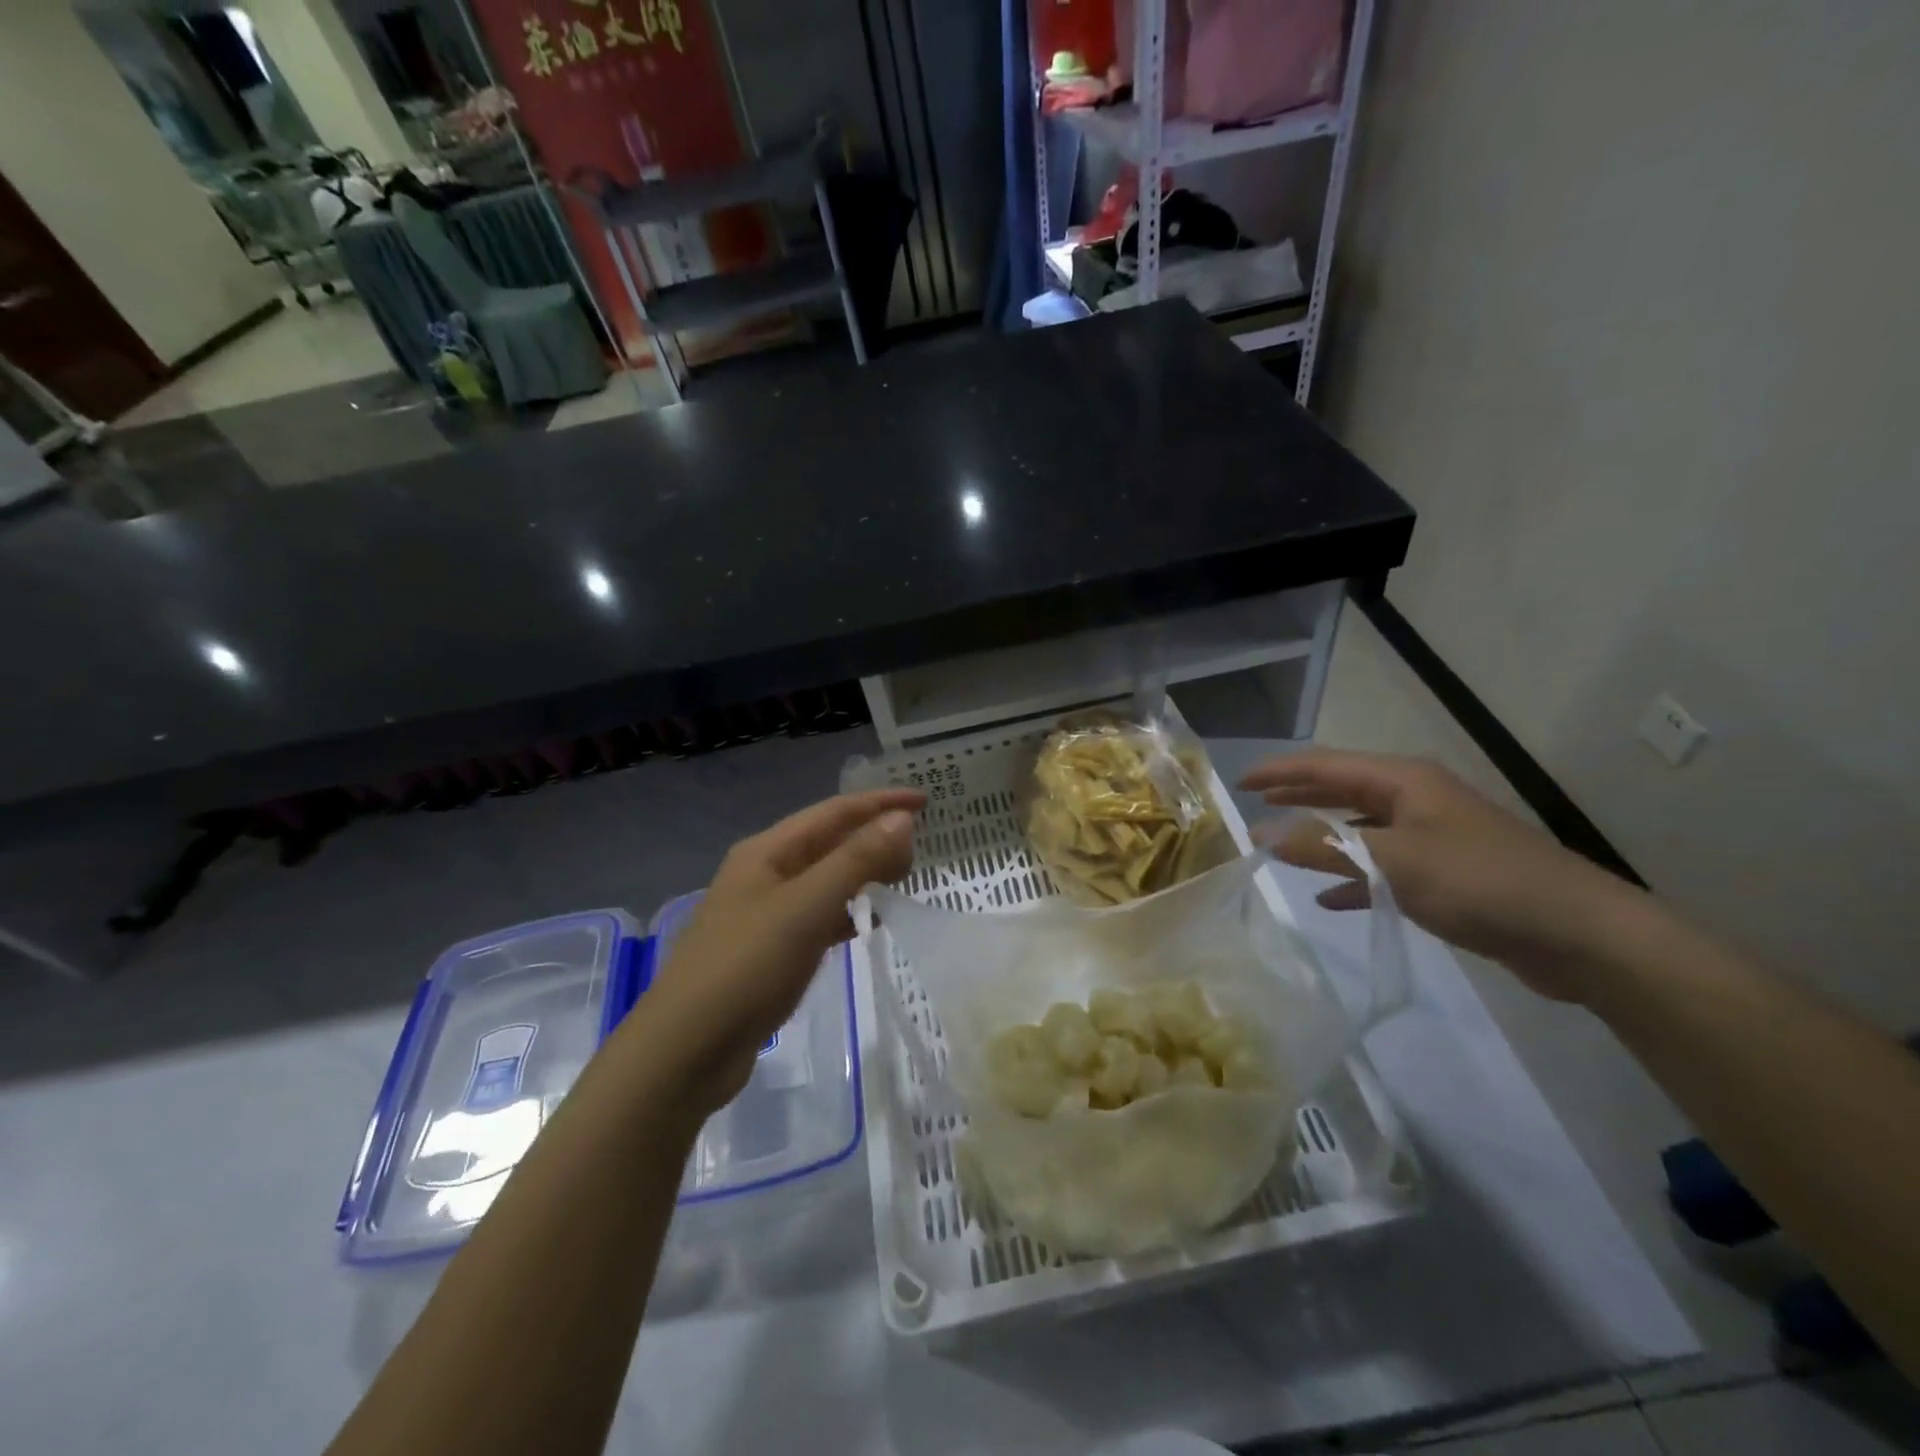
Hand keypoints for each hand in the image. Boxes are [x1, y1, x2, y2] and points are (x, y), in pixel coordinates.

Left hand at [633, 789, 923, 1112]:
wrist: (685, 1050)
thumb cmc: (746, 967)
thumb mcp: (806, 907)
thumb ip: (855, 860)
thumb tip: (901, 819)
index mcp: (767, 851)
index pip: (834, 812)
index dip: (880, 803)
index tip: (925, 802)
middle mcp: (765, 872)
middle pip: (829, 842)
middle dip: (873, 838)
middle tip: (918, 852)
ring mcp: (766, 912)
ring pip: (825, 880)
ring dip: (863, 874)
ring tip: (902, 880)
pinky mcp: (771, 950)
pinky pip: (819, 916)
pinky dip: (847, 913)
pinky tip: (869, 924)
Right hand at [1240, 750, 1637, 1003]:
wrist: (1578, 934)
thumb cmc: (1480, 881)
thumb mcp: (1393, 861)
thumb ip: (1323, 846)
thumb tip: (1260, 834)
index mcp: (1405, 782)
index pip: (1327, 766)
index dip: (1281, 771)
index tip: (1239, 782)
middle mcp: (1416, 801)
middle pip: (1343, 790)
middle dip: (1299, 795)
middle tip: (1256, 802)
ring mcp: (1432, 837)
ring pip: (1360, 829)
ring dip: (1321, 836)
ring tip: (1281, 843)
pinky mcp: (1445, 876)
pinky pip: (1382, 868)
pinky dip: (1352, 878)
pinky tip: (1329, 897)